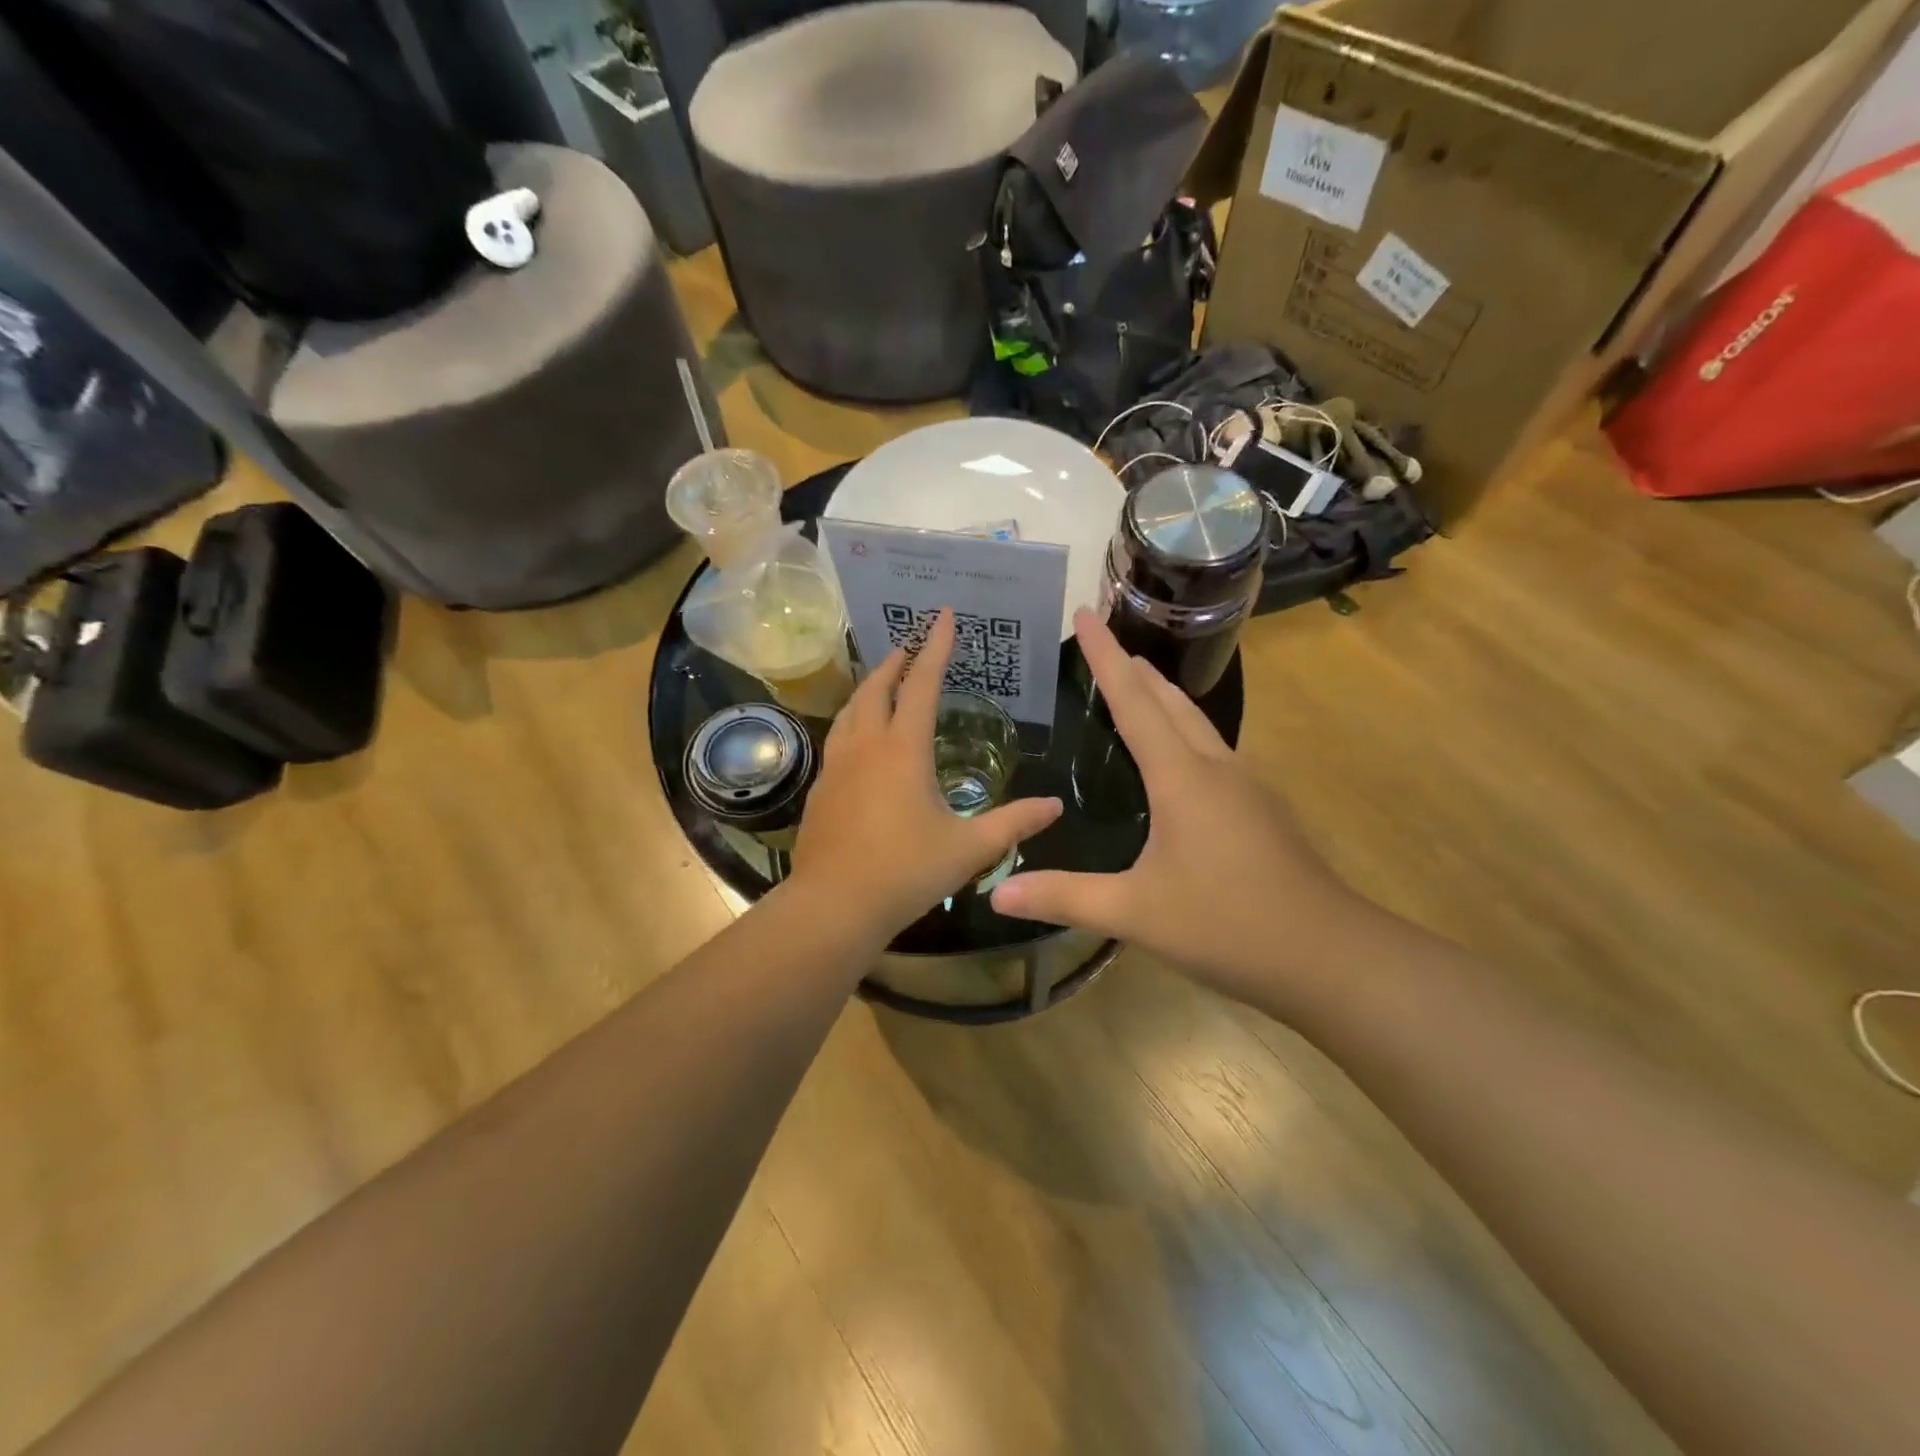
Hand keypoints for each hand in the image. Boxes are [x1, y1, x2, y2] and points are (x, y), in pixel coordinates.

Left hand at [791, 608, 1062, 940]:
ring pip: (851, 710)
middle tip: (910, 645)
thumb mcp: (969, 848)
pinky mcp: (820, 788)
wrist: (833, 906)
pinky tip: (860, 738)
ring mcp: (837, 766)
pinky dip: (854, 720)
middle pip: (877, 687)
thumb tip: (1055, 806)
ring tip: (884, 681)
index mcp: (903, 750)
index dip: (935, 647)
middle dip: (895, 661)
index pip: (922, 683)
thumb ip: (1014, 823)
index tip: (943, 615)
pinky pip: (838, 738)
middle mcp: (866, 746)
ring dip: (869, 687)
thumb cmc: (905, 872)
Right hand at [990, 609, 1370, 1008]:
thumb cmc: (1227, 924)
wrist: (1327, 955)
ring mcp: (1247, 786)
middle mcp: (1216, 767)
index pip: (1134, 701)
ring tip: (1137, 683)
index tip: (1084, 615)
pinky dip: (1184, 732)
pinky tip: (1178, 758)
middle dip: (1134, 667)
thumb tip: (995, 893)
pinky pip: (1213, 751)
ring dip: (1163, 697)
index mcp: (1182, 777)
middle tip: (1103, 642)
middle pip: (1170, 701)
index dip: (1105, 657)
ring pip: (1198, 723)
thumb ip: (1064, 897)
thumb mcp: (1135, 913)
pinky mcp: (1262, 809)